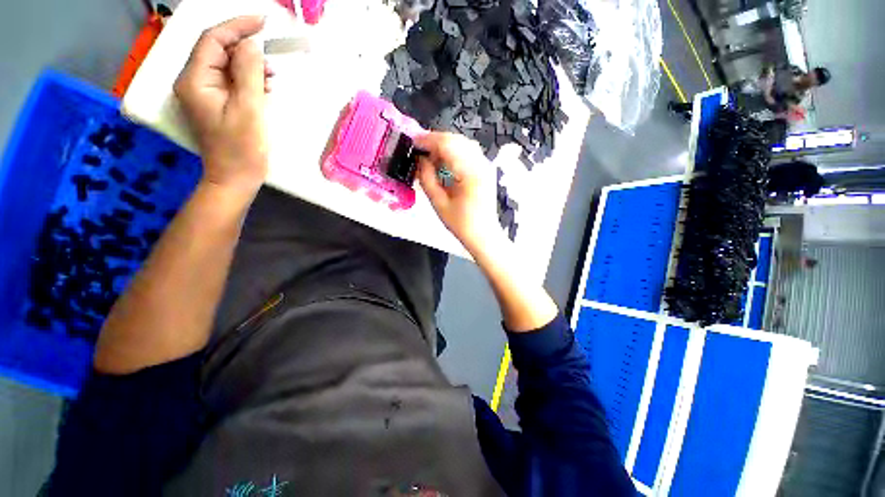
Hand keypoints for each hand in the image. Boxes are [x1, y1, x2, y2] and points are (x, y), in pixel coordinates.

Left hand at [174, 16, 271, 196]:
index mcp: (195, 80)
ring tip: (271, 77)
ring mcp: (204, 93)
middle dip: (245, 48)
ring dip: (249, 65)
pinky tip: (264, 87)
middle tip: (271, 57)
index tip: (263, 21)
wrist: (235, 178)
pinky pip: (231, 81)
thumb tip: (251, 44)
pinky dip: (248, 79)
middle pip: (218, 51)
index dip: (237, 27)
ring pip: (226, 66)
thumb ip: (248, 72)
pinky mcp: (216, 103)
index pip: (213, 40)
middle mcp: (194, 81)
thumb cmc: (242, 148)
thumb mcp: (248, 108)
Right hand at [416, 132, 501, 253]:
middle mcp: (481, 164)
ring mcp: (486, 165)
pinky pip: (468, 152)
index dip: (428, 140)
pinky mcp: (486, 169)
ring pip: (462, 143)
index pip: (447, 145)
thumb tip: (420, 159)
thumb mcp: (439, 203)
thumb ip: (427, 178)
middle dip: (435, 141)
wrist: (484, 235)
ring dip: (444, 145)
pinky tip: (444, 162)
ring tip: (429, 157)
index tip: (412, 143)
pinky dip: (454, 151)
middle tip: (419, 150)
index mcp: (470, 173)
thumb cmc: (461, 224)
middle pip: (456, 140)